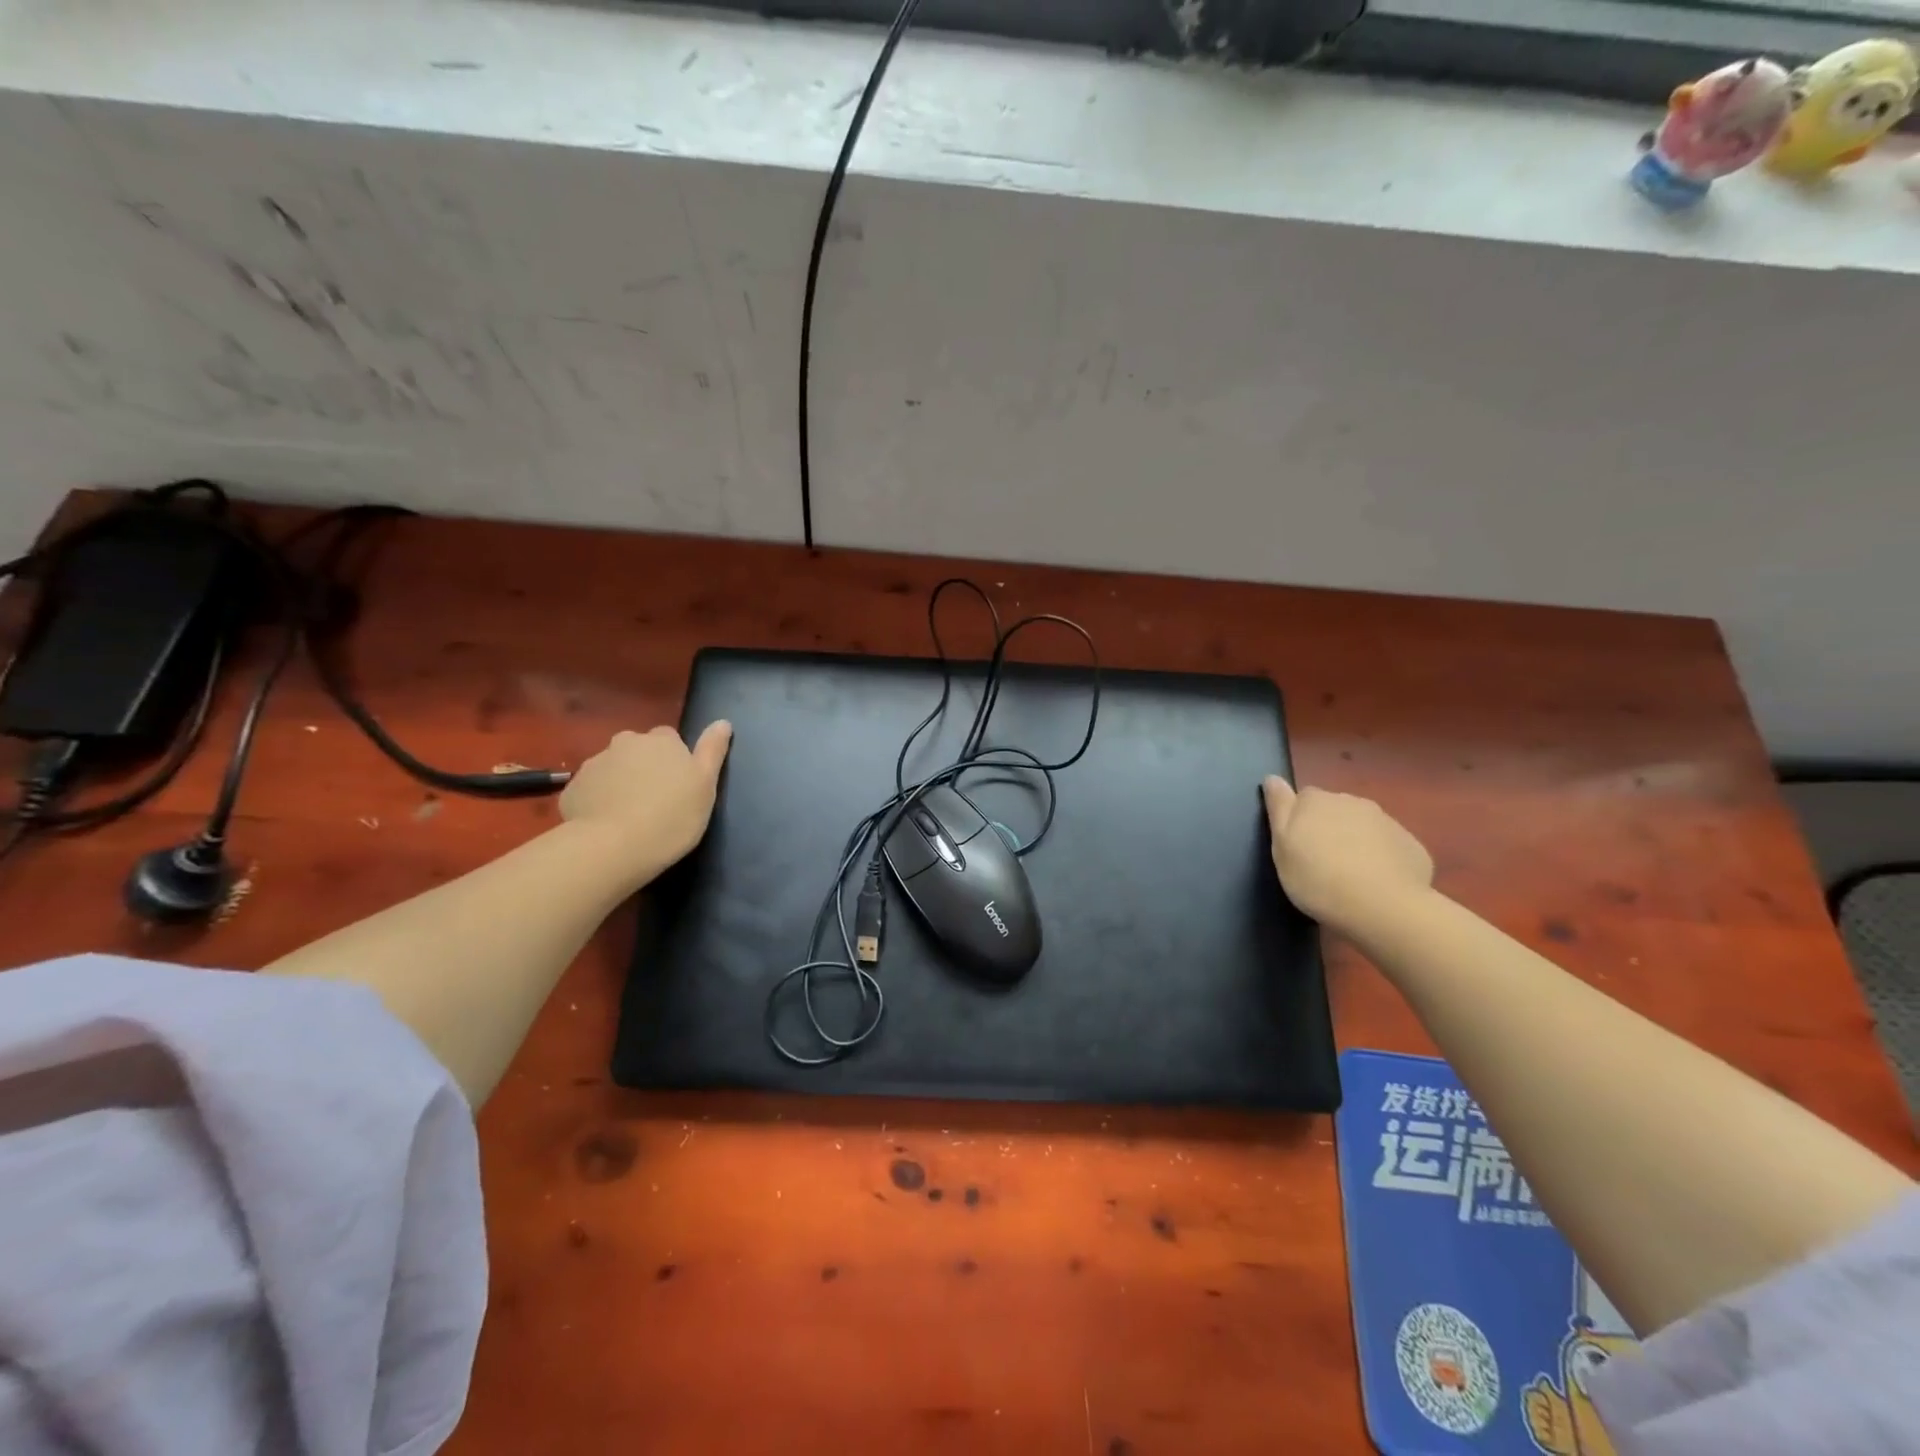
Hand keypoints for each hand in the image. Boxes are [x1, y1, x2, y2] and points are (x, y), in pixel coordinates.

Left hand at [561, 722, 732, 877]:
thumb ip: (713, 750)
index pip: (669, 738)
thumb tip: (723, 722)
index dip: (674, 760)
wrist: (614, 847)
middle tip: (655, 800)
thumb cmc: (672, 815)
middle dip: (644, 767)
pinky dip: (598, 801)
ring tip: (629, 816)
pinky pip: (591, 790)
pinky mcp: (572, 789)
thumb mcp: (705, 785)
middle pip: (637, 750)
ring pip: (612, 769)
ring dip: (620, 783)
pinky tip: (607, 825)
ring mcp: (595, 764)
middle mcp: (626, 743)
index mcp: (661, 740)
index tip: (679, 784)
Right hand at [1261, 775, 1432, 933]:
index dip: (1299, 820)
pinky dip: (1382, 858)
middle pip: (1335, 810)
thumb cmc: (1317, 877)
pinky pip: (1389, 846)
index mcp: (1316, 800)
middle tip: (1321, 862)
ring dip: (1356, 841)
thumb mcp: (1281, 845)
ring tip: (1350, 875)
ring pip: (1364, 826)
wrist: (1382, 907)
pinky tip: (1378, 883)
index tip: (1297, 845)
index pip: (1303, 797)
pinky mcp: (1411, 845)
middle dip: (1329, 828)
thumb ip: (1278, 807)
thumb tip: (1272, 777)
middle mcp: (1352, 802)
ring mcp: (1386, 821)